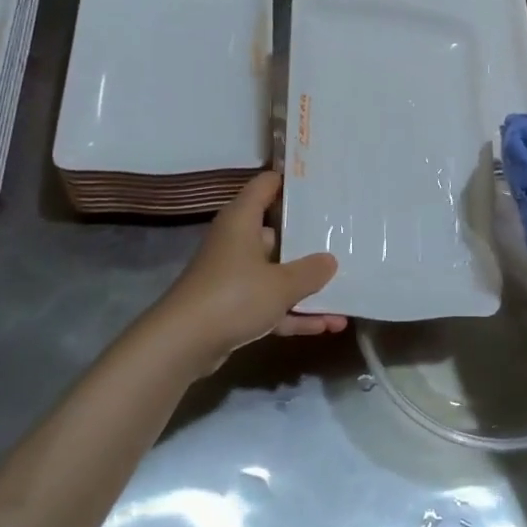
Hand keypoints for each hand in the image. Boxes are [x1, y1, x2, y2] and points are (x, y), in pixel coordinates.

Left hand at [145, 172, 345, 373]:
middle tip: (343, 236)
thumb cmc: (233, 296)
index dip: (292, 181)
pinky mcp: (231, 307)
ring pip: (275, 273)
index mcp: (242, 220)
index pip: (266, 185)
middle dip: (308, 240)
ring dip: (306, 286)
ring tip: (344, 291)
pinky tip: (326, 325)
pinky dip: (293, 313)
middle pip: (276, 231)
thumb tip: (330, 260)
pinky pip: (269, 303)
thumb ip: (310, 271)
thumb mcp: (281, 284)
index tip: (322, 183)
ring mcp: (233, 276)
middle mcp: (236, 241)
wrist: (182, 344)